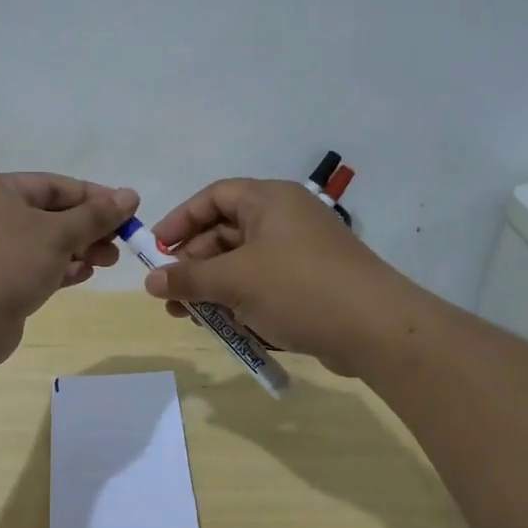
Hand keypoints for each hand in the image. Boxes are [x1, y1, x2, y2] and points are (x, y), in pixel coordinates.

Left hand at [0, 173, 139, 365]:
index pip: (56, 185)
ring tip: (107, 262)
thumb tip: (130, 195)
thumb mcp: (57, 233)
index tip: (129, 211)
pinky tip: (83, 275)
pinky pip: (34, 268)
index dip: (95, 197)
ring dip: (78, 250)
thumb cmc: (6, 261)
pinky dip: (60, 269)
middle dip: (89, 228)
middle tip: (120, 244)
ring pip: (44, 244)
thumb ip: (96, 215)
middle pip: (51, 215)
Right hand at [144, 178, 412, 375]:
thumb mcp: (234, 281)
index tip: (156, 249)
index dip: (181, 220)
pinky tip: (223, 327)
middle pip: (225, 233)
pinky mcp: (310, 285)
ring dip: (212, 288)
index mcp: (270, 201)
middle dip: (193, 264)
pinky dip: (240, 302)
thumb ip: (188, 279)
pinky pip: (263, 286)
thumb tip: (150, 282)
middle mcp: (285, 220)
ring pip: (242, 265)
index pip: (214, 197)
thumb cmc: (298, 288)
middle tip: (170, 294)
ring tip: (188, 316)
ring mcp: (299, 254)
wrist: (376, 330)